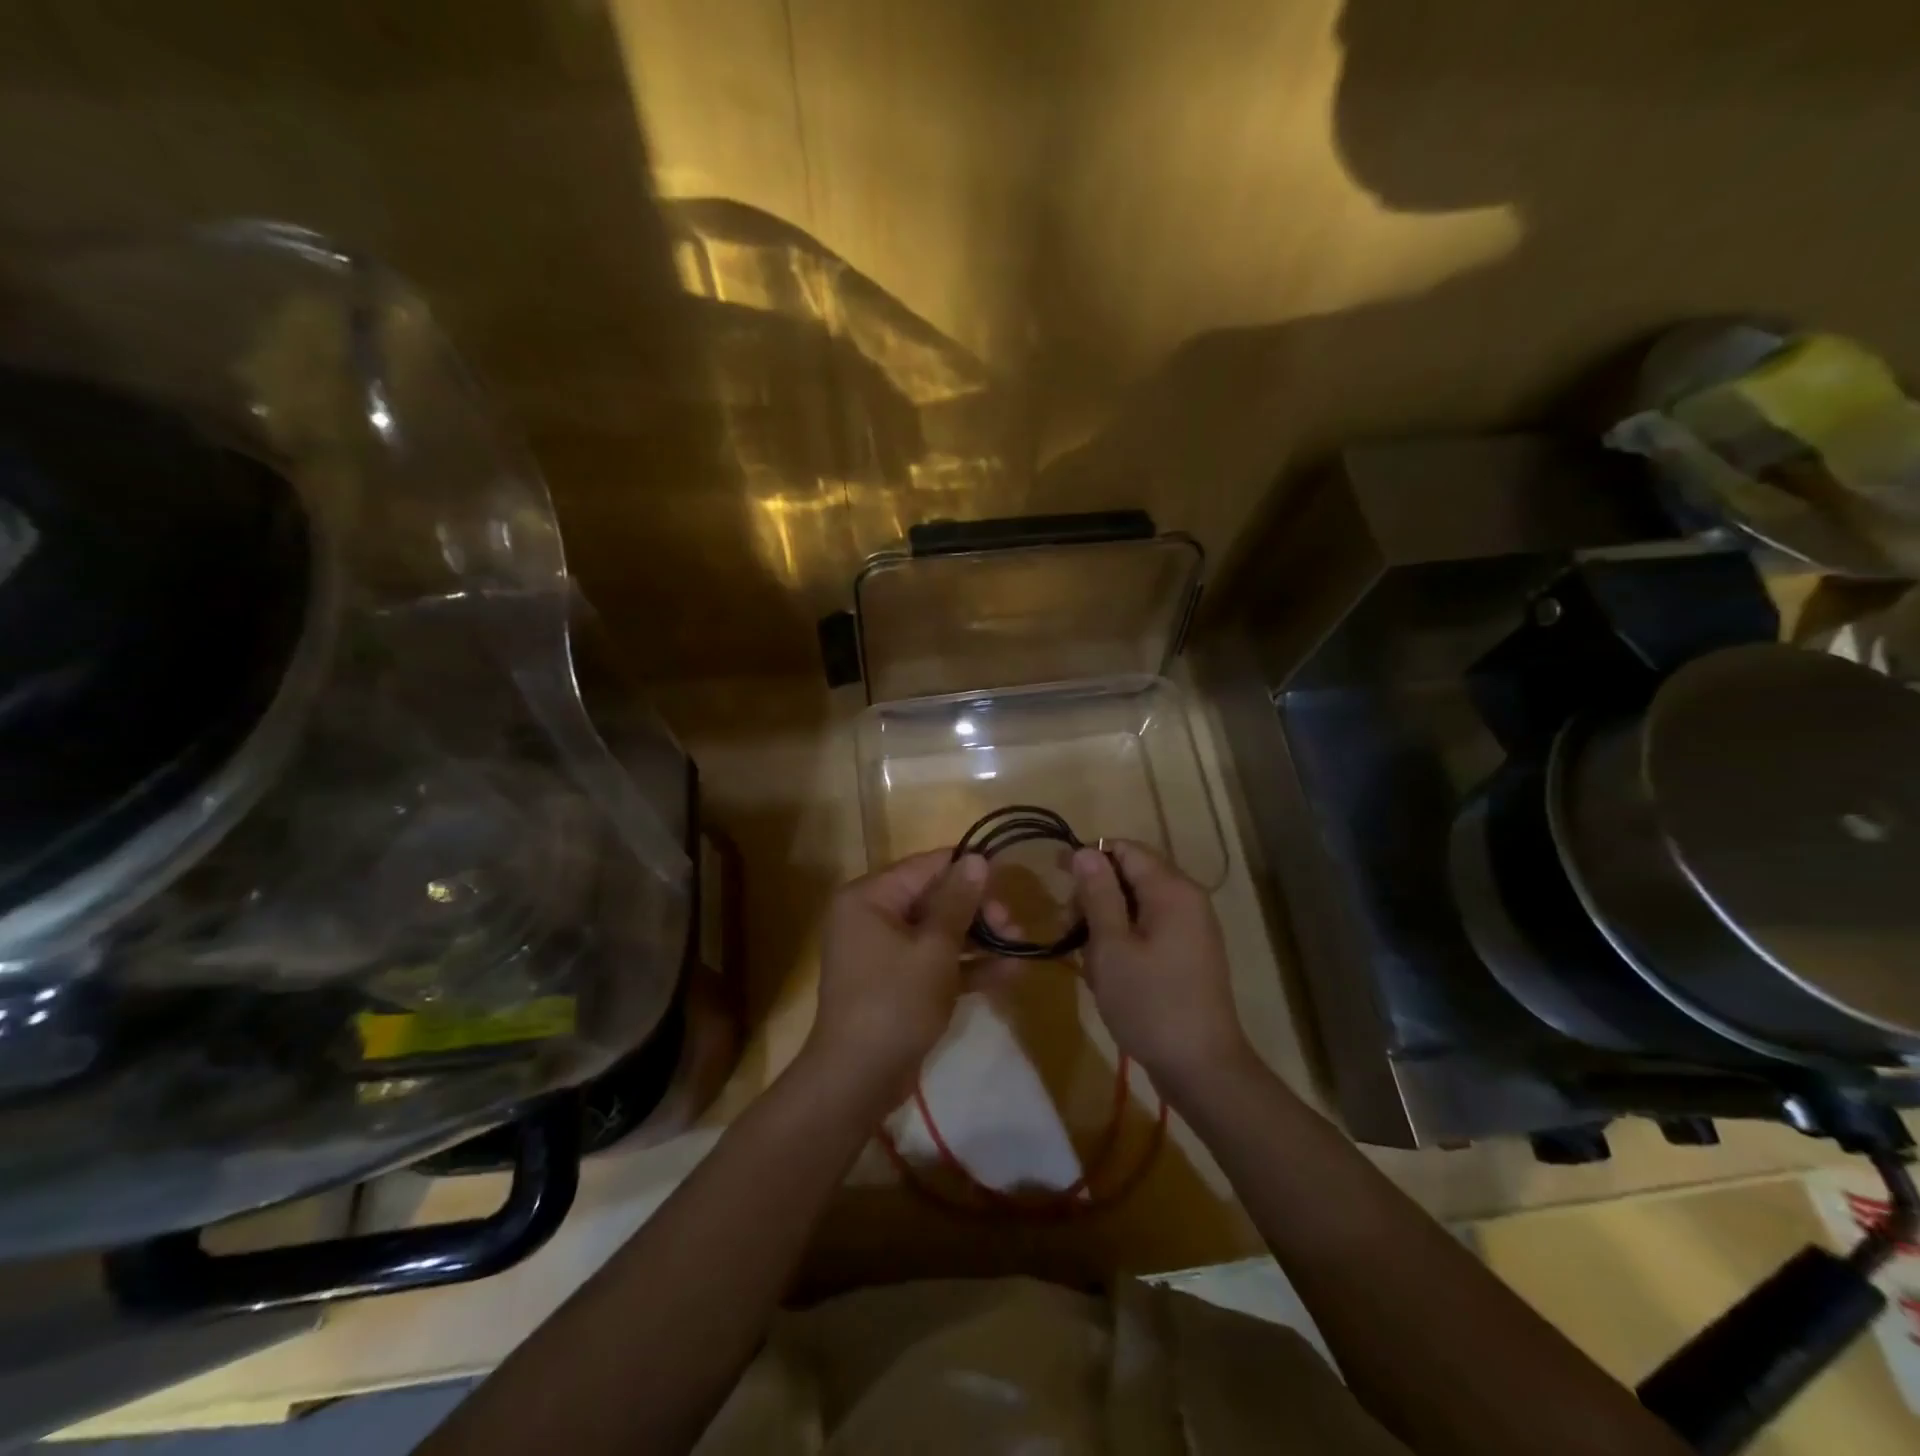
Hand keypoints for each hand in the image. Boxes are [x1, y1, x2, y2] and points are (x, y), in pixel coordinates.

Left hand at [806, 849, 998, 1105]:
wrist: (858, 1080)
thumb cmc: (895, 1001)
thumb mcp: (934, 948)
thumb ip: (958, 901)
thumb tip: (977, 858)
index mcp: (870, 897)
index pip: (926, 867)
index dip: (968, 869)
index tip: (1007, 878)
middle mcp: (873, 917)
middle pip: (934, 899)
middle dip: (978, 911)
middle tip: (1014, 925)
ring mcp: (885, 952)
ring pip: (938, 933)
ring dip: (979, 939)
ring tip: (1022, 945)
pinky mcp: (898, 984)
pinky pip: (934, 963)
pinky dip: (967, 967)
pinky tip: (1010, 973)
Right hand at [1072, 840, 1249, 1088]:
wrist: (1202, 1068)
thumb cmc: (1150, 1003)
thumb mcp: (1111, 946)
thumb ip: (1098, 894)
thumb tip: (1085, 851)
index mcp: (1171, 890)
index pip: (1125, 849)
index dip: (1088, 857)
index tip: (1055, 878)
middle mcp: (1187, 899)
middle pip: (1132, 874)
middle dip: (1094, 892)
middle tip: (1065, 926)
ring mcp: (1192, 927)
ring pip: (1137, 903)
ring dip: (1105, 918)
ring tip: (1083, 954)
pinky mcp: (1189, 953)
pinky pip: (1150, 927)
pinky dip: (1123, 936)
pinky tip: (1105, 967)